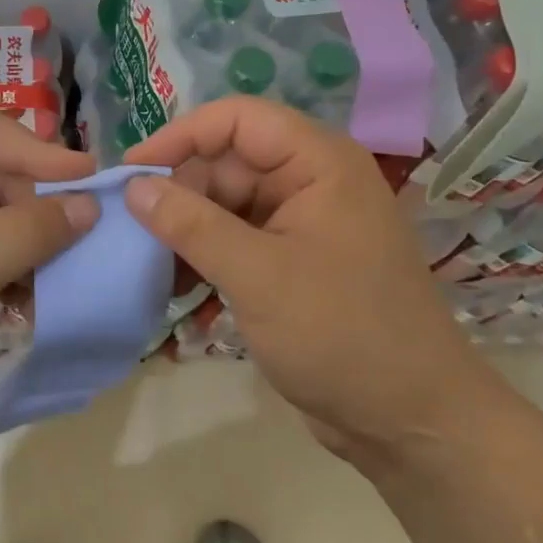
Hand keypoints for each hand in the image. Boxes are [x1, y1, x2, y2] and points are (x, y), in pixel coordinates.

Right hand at [125, 97, 484, 453]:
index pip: (236, 118)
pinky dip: (205, 256)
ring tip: (146, 261)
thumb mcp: (258, 275)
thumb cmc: (343, 334)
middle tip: (132, 230)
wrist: (411, 423)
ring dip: (186, 229)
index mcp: (318, 162)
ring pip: (226, 204)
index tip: (131, 172)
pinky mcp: (293, 261)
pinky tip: (174, 286)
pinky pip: (236, 240)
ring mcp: (302, 223)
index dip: (180, 136)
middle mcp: (311, 181)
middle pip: (227, 162)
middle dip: (179, 192)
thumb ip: (192, 225)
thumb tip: (133, 186)